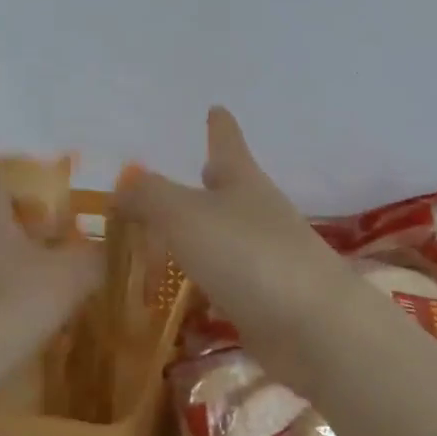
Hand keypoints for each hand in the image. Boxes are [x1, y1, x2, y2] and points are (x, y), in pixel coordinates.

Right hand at [115, 107, 368, 389]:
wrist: (313, 327)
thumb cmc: (247, 254)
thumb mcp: (185, 215)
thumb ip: (149, 196)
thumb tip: (123, 184)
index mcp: (243, 182)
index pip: (227, 143)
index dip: (219, 126)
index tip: (217, 108)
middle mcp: (258, 213)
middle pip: (232, 188)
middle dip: (212, 179)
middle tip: (195, 169)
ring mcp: (267, 258)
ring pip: (227, 236)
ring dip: (204, 233)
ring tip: (172, 236)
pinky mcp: (266, 300)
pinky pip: (227, 280)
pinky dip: (207, 280)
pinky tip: (188, 291)